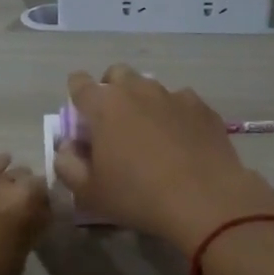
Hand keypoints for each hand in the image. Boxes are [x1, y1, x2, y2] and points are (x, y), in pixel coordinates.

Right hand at [53, 66, 273, 250]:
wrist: (205, 200)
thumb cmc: (137, 196)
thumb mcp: (88, 192)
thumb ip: (67, 165)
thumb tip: (67, 147)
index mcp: (104, 105)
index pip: (79, 82)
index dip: (76, 95)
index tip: (81, 117)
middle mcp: (137, 90)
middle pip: (116, 74)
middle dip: (110, 90)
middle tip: (113, 123)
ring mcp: (173, 95)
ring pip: (150, 87)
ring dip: (143, 102)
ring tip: (150, 134)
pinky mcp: (202, 107)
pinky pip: (181, 102)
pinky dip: (175, 114)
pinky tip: (181, 141)